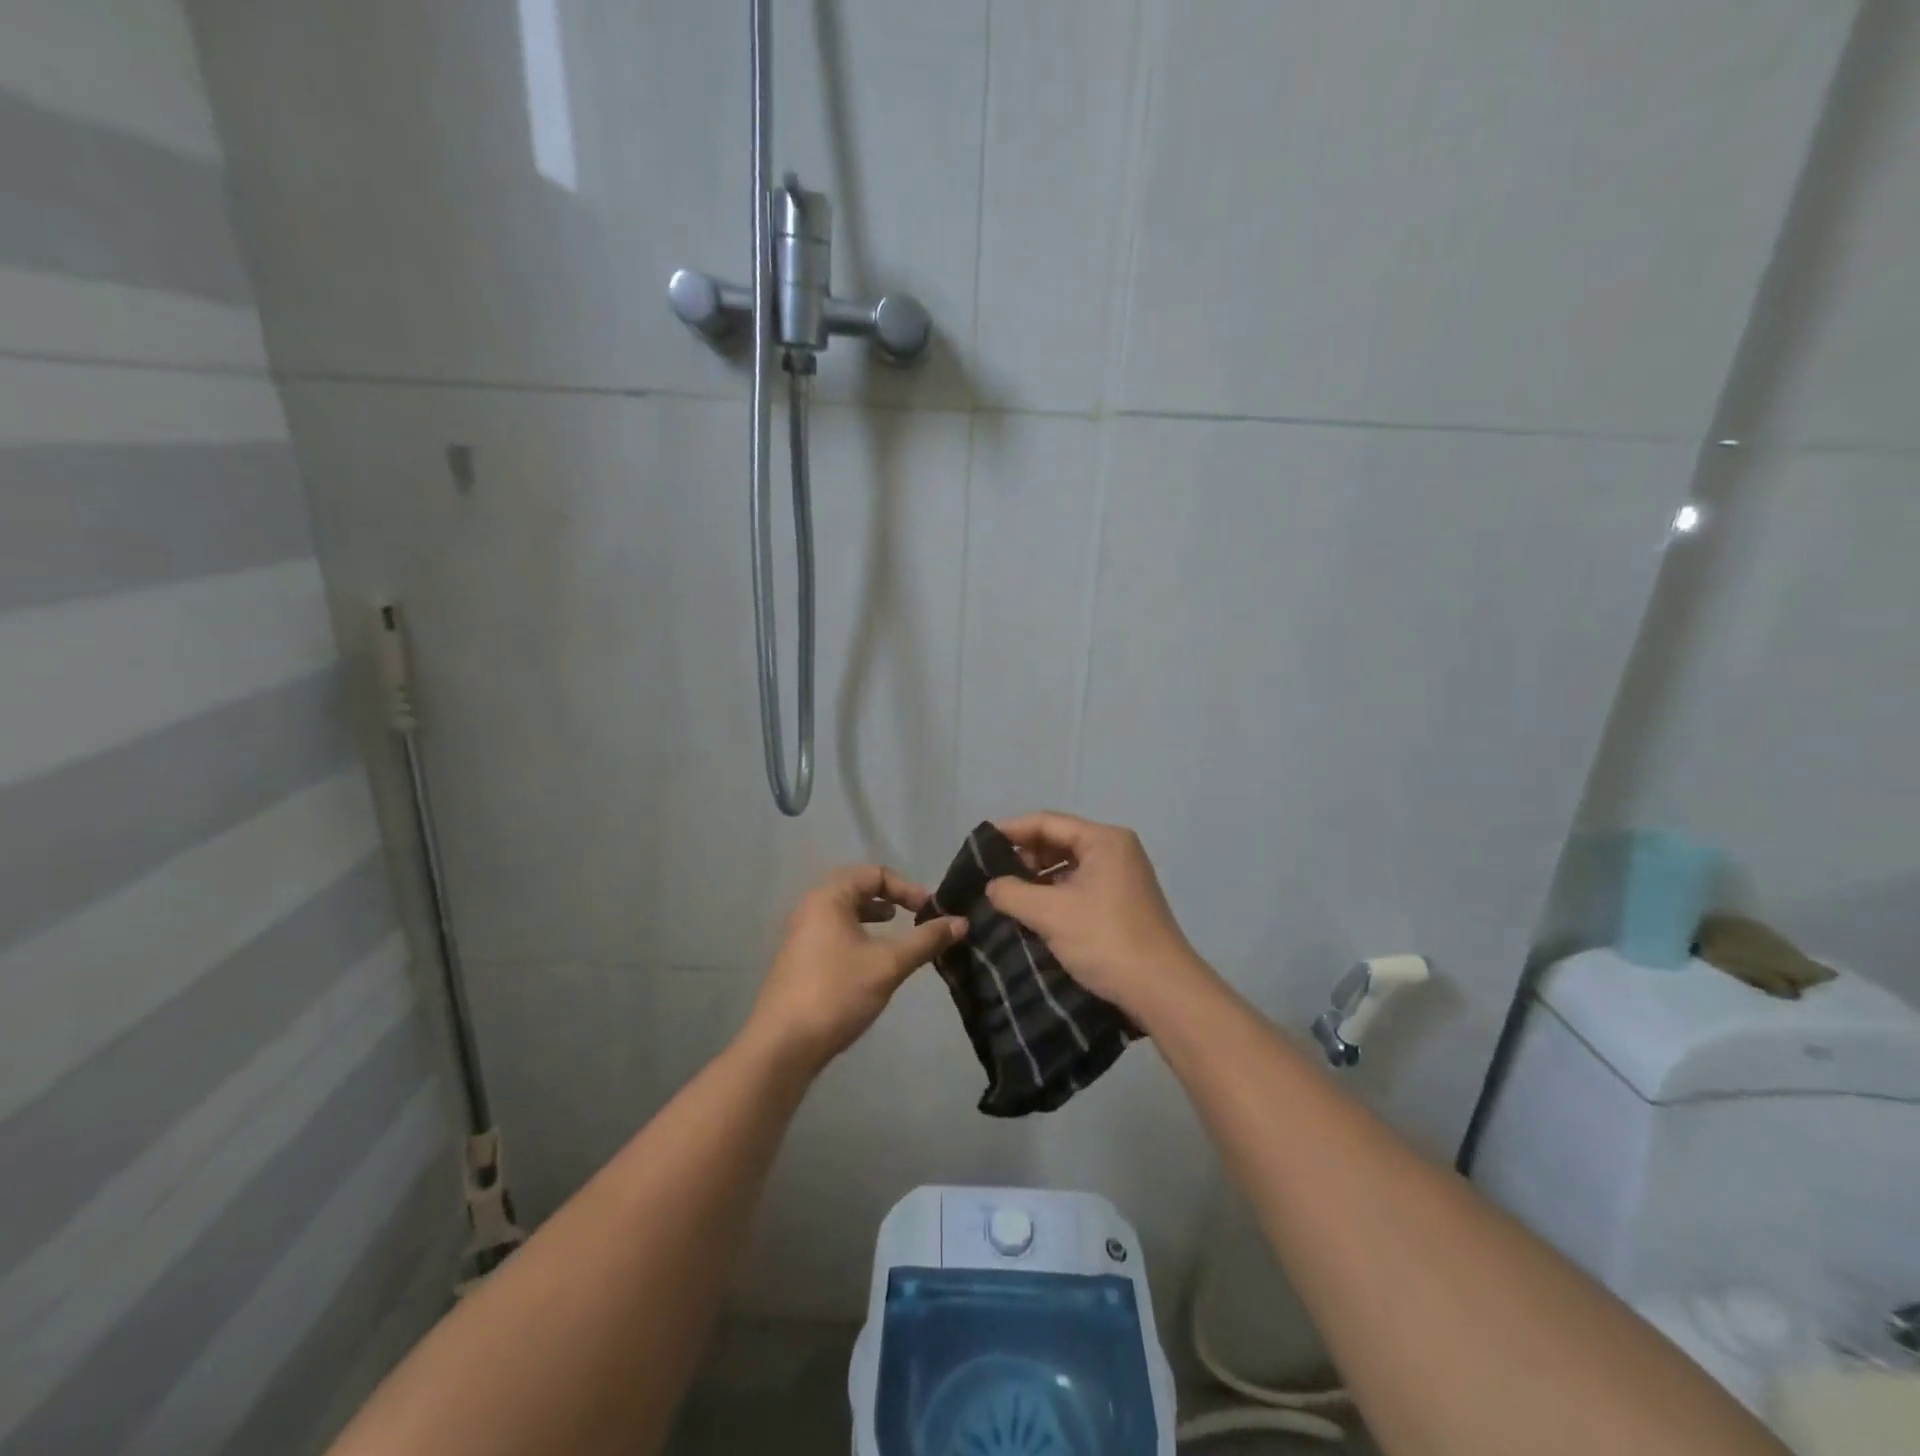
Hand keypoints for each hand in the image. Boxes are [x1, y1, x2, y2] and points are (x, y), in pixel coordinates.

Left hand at [744, 865, 966, 1075]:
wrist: (783, 1046)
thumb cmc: (837, 992)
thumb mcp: (888, 964)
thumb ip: (926, 940)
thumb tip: (962, 922)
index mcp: (829, 897)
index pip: (875, 873)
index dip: (907, 888)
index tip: (930, 911)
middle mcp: (811, 908)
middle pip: (858, 888)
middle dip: (891, 899)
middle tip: (917, 917)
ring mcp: (802, 934)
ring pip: (846, 912)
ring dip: (875, 917)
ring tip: (897, 932)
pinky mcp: (801, 960)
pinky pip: (836, 933)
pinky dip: (860, 935)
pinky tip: (872, 961)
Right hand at [985, 812, 1216, 1027]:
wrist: (1162, 991)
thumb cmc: (1105, 939)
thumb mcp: (1050, 913)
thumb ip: (1012, 892)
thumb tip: (992, 886)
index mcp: (1104, 840)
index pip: (1047, 822)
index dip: (1010, 831)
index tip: (978, 846)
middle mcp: (1116, 851)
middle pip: (1059, 841)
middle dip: (1023, 856)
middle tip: (989, 875)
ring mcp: (1122, 878)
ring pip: (1068, 867)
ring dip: (1037, 879)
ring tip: (1005, 896)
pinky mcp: (1122, 904)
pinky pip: (1079, 887)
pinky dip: (1054, 895)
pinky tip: (1032, 913)